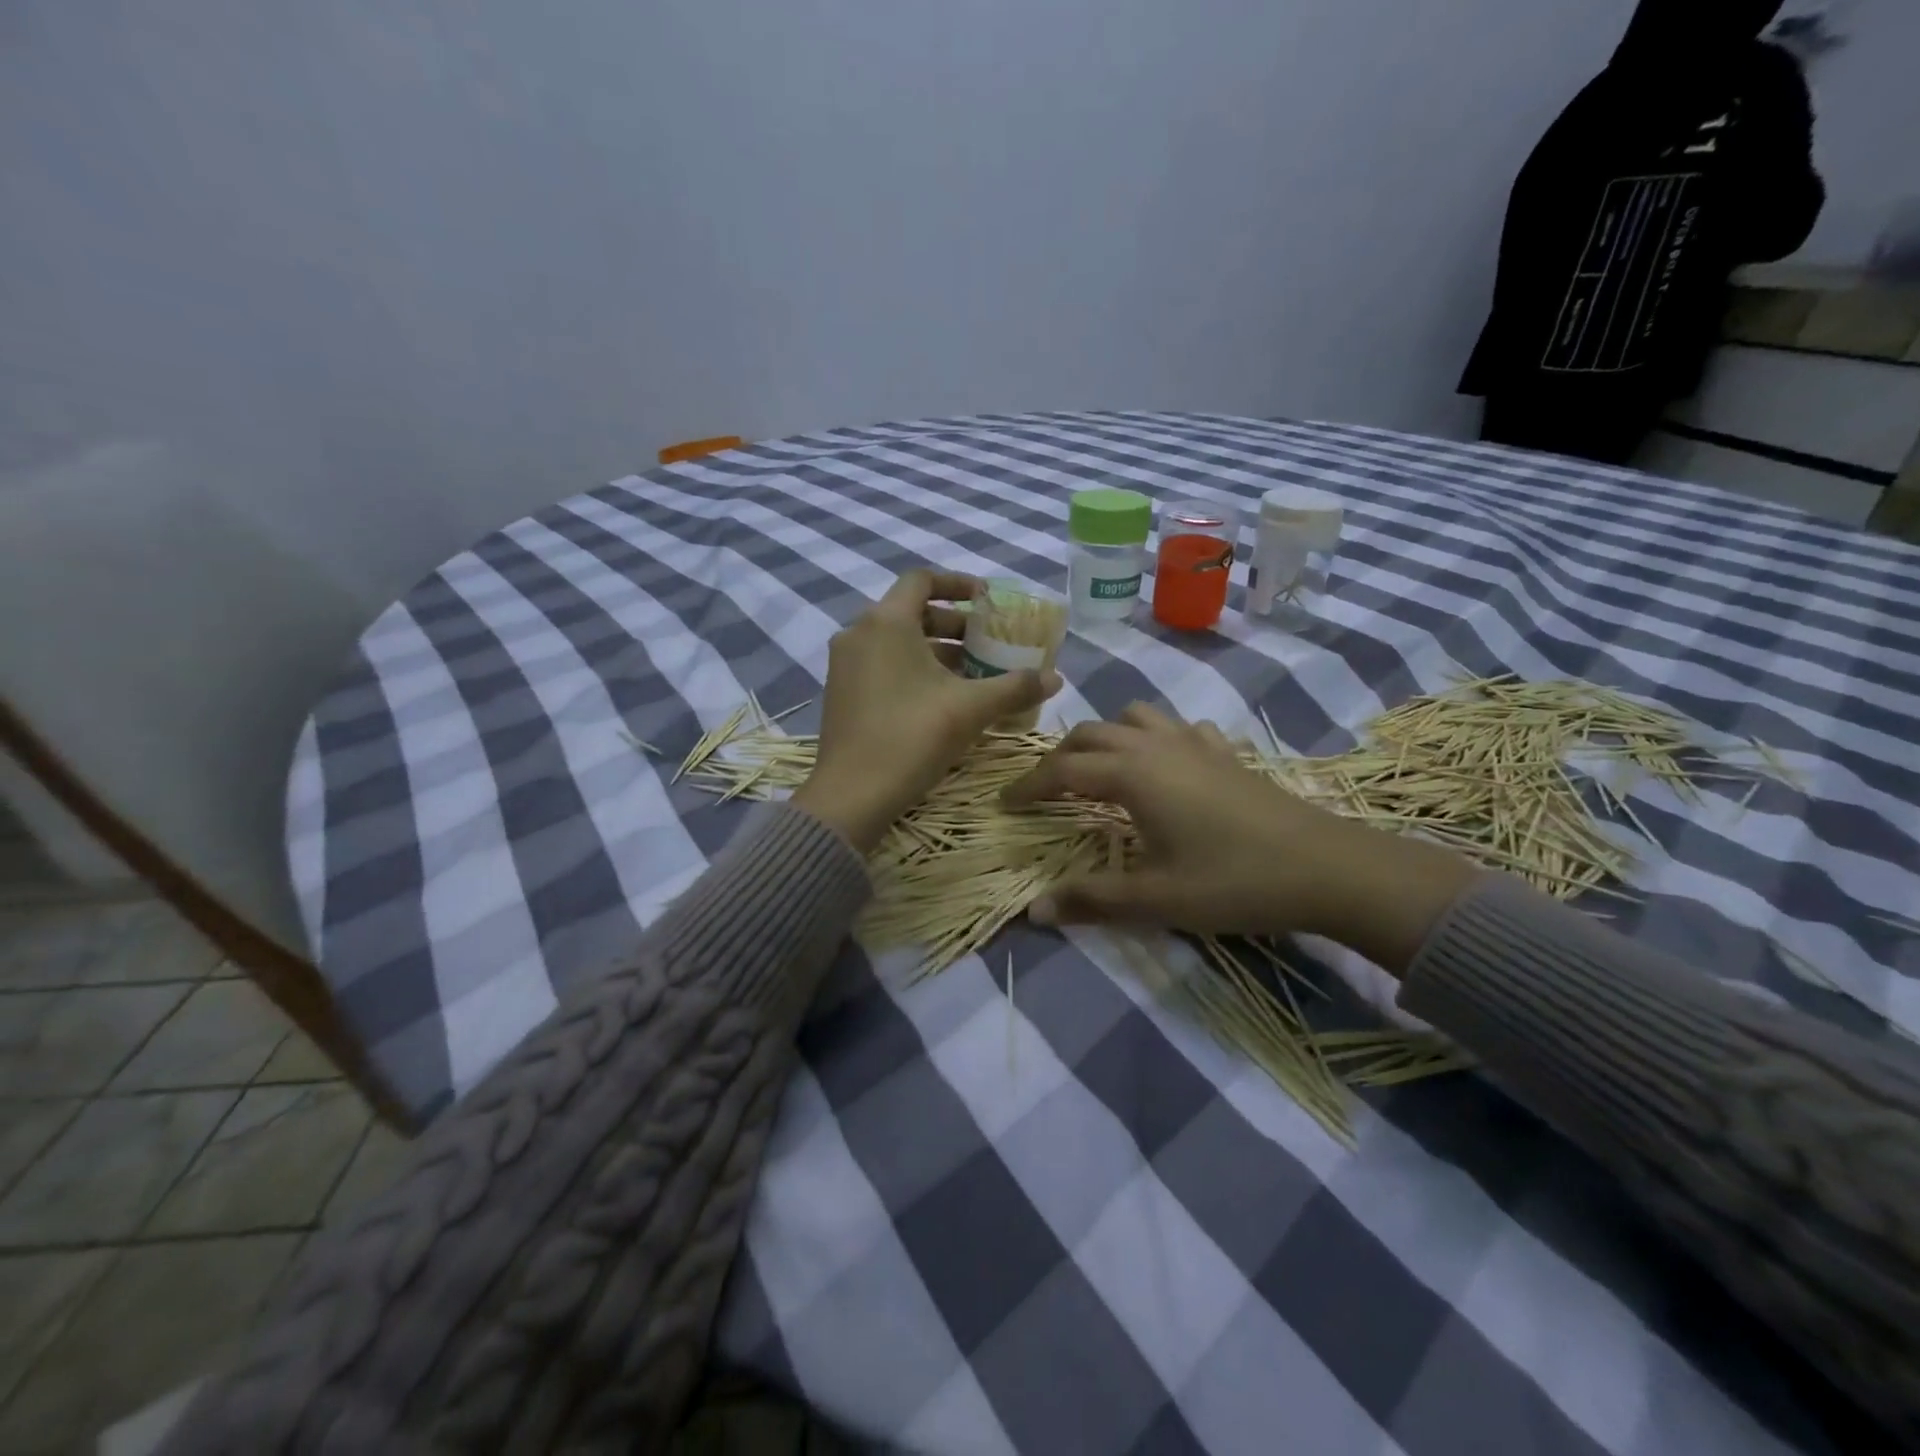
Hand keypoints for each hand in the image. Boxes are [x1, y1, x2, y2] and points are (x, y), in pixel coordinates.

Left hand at [793, 570, 1060, 852]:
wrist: (851, 795)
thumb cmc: (912, 737)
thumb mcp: (970, 709)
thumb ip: (1015, 687)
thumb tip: (1056, 678)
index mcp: (886, 622)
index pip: (922, 580)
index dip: (958, 584)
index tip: (988, 600)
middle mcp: (858, 634)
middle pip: (911, 612)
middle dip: (954, 625)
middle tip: (987, 644)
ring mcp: (844, 665)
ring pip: (896, 642)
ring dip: (936, 651)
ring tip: (972, 675)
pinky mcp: (841, 693)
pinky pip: (881, 665)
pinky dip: (912, 670)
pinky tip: (941, 699)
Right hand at [1001, 703, 1478, 974]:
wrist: (1326, 868)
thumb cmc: (1234, 882)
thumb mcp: (1156, 899)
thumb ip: (1091, 900)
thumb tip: (1034, 911)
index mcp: (1132, 773)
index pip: (1062, 770)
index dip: (1028, 786)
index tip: (1004, 804)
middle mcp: (1156, 745)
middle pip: (1091, 734)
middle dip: (1059, 757)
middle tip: (1044, 791)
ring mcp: (1195, 743)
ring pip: (1134, 718)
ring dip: (1106, 737)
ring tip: (1098, 770)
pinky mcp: (1225, 752)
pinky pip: (1178, 728)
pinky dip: (1156, 738)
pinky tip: (1166, 766)